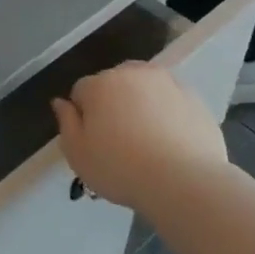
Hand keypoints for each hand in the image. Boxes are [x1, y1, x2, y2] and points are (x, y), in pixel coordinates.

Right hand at [52, 62, 228, 214]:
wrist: (183, 181)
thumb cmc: (121, 169)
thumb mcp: (78, 154)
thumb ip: (65, 123)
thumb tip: (60, 102)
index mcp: (100, 84)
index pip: (81, 92)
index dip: (83, 117)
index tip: (93, 141)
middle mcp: (132, 73)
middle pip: (114, 84)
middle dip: (113, 104)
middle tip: (120, 141)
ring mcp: (167, 82)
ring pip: (145, 89)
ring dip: (141, 105)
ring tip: (148, 141)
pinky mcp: (194, 97)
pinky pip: (171, 102)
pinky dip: (168, 114)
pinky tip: (171, 143)